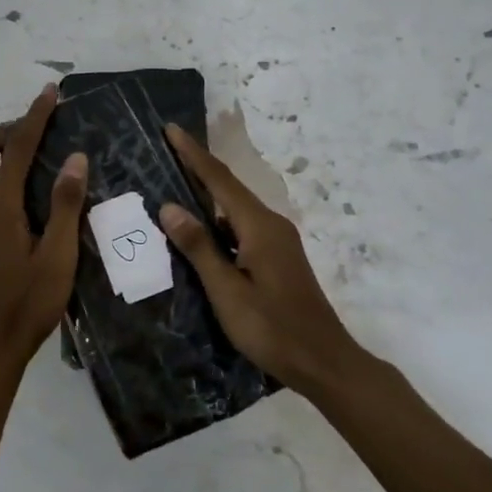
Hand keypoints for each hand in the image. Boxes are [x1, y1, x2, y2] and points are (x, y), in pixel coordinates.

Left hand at [0, 84, 87, 369]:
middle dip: (7, 130)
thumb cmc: (29, 303)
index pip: (15, 148)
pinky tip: (22, 195)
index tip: (49, 93)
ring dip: (0, 153)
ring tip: (33, 152)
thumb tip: (74, 158)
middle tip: (37, 123)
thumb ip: (64, 205)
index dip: (34, 117)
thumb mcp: (57, 256)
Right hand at [158, 124, 363, 394]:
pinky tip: (200, 232)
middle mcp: (271, 225)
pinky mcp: (278, 258)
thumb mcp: (228, 291)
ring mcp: (278, 242)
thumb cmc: (272, 329)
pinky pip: (242, 228)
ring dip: (207, 196)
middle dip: (198, 168)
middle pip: (229, 188)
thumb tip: (169, 207)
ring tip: (174, 186)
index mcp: (259, 227)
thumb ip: (199, 248)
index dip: (193, 154)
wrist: (324, 362)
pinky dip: (218, 222)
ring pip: (235, 210)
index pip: (220, 180)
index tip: (170, 129)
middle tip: (167, 151)